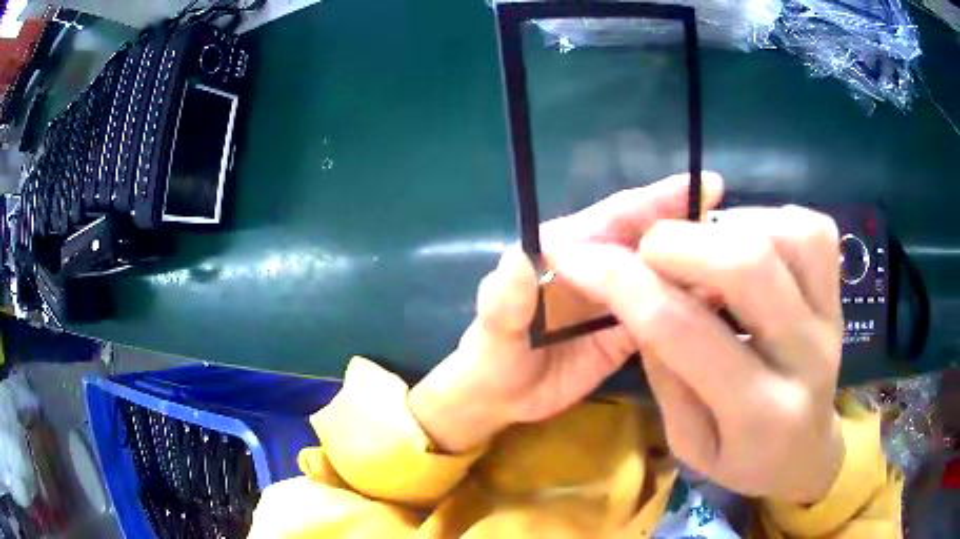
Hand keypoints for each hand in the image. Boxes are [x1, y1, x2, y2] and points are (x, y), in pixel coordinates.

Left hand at [408, 173, 723, 452]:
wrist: (498, 399)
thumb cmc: (490, 357)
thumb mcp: (492, 329)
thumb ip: (503, 298)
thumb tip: (519, 259)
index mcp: (566, 249)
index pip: (618, 215)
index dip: (659, 199)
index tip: (704, 187)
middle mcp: (598, 266)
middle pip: (650, 239)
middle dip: (691, 226)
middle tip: (737, 223)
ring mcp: (616, 300)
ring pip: (662, 275)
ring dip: (697, 267)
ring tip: (740, 263)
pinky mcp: (626, 332)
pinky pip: (663, 314)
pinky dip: (689, 307)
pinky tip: (719, 305)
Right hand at [553, 205, 845, 503]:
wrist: (806, 451)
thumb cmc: (743, 458)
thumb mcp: (688, 442)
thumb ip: (666, 369)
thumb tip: (639, 292)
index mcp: (759, 414)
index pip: (685, 332)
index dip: (623, 284)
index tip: (580, 258)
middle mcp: (807, 357)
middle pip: (748, 264)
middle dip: (679, 242)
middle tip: (649, 251)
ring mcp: (831, 316)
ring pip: (785, 233)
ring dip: (729, 227)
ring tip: (705, 250)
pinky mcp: (841, 292)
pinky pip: (812, 229)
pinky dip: (770, 220)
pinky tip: (750, 242)